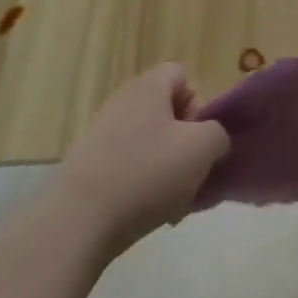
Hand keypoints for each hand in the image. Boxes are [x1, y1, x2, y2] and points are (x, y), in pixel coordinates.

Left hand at [58, 64, 229, 261]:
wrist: (78, 221)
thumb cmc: (147, 173)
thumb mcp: (203, 148)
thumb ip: (218, 134)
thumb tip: (210, 139)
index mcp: (148, 87)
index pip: (181, 76)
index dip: (199, 102)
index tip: (201, 137)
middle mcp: (122, 102)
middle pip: (166, 112)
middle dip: (185, 141)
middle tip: (193, 171)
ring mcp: (100, 134)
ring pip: (150, 143)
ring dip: (167, 167)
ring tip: (175, 200)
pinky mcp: (87, 166)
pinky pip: (128, 167)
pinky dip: (143, 185)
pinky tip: (150, 212)